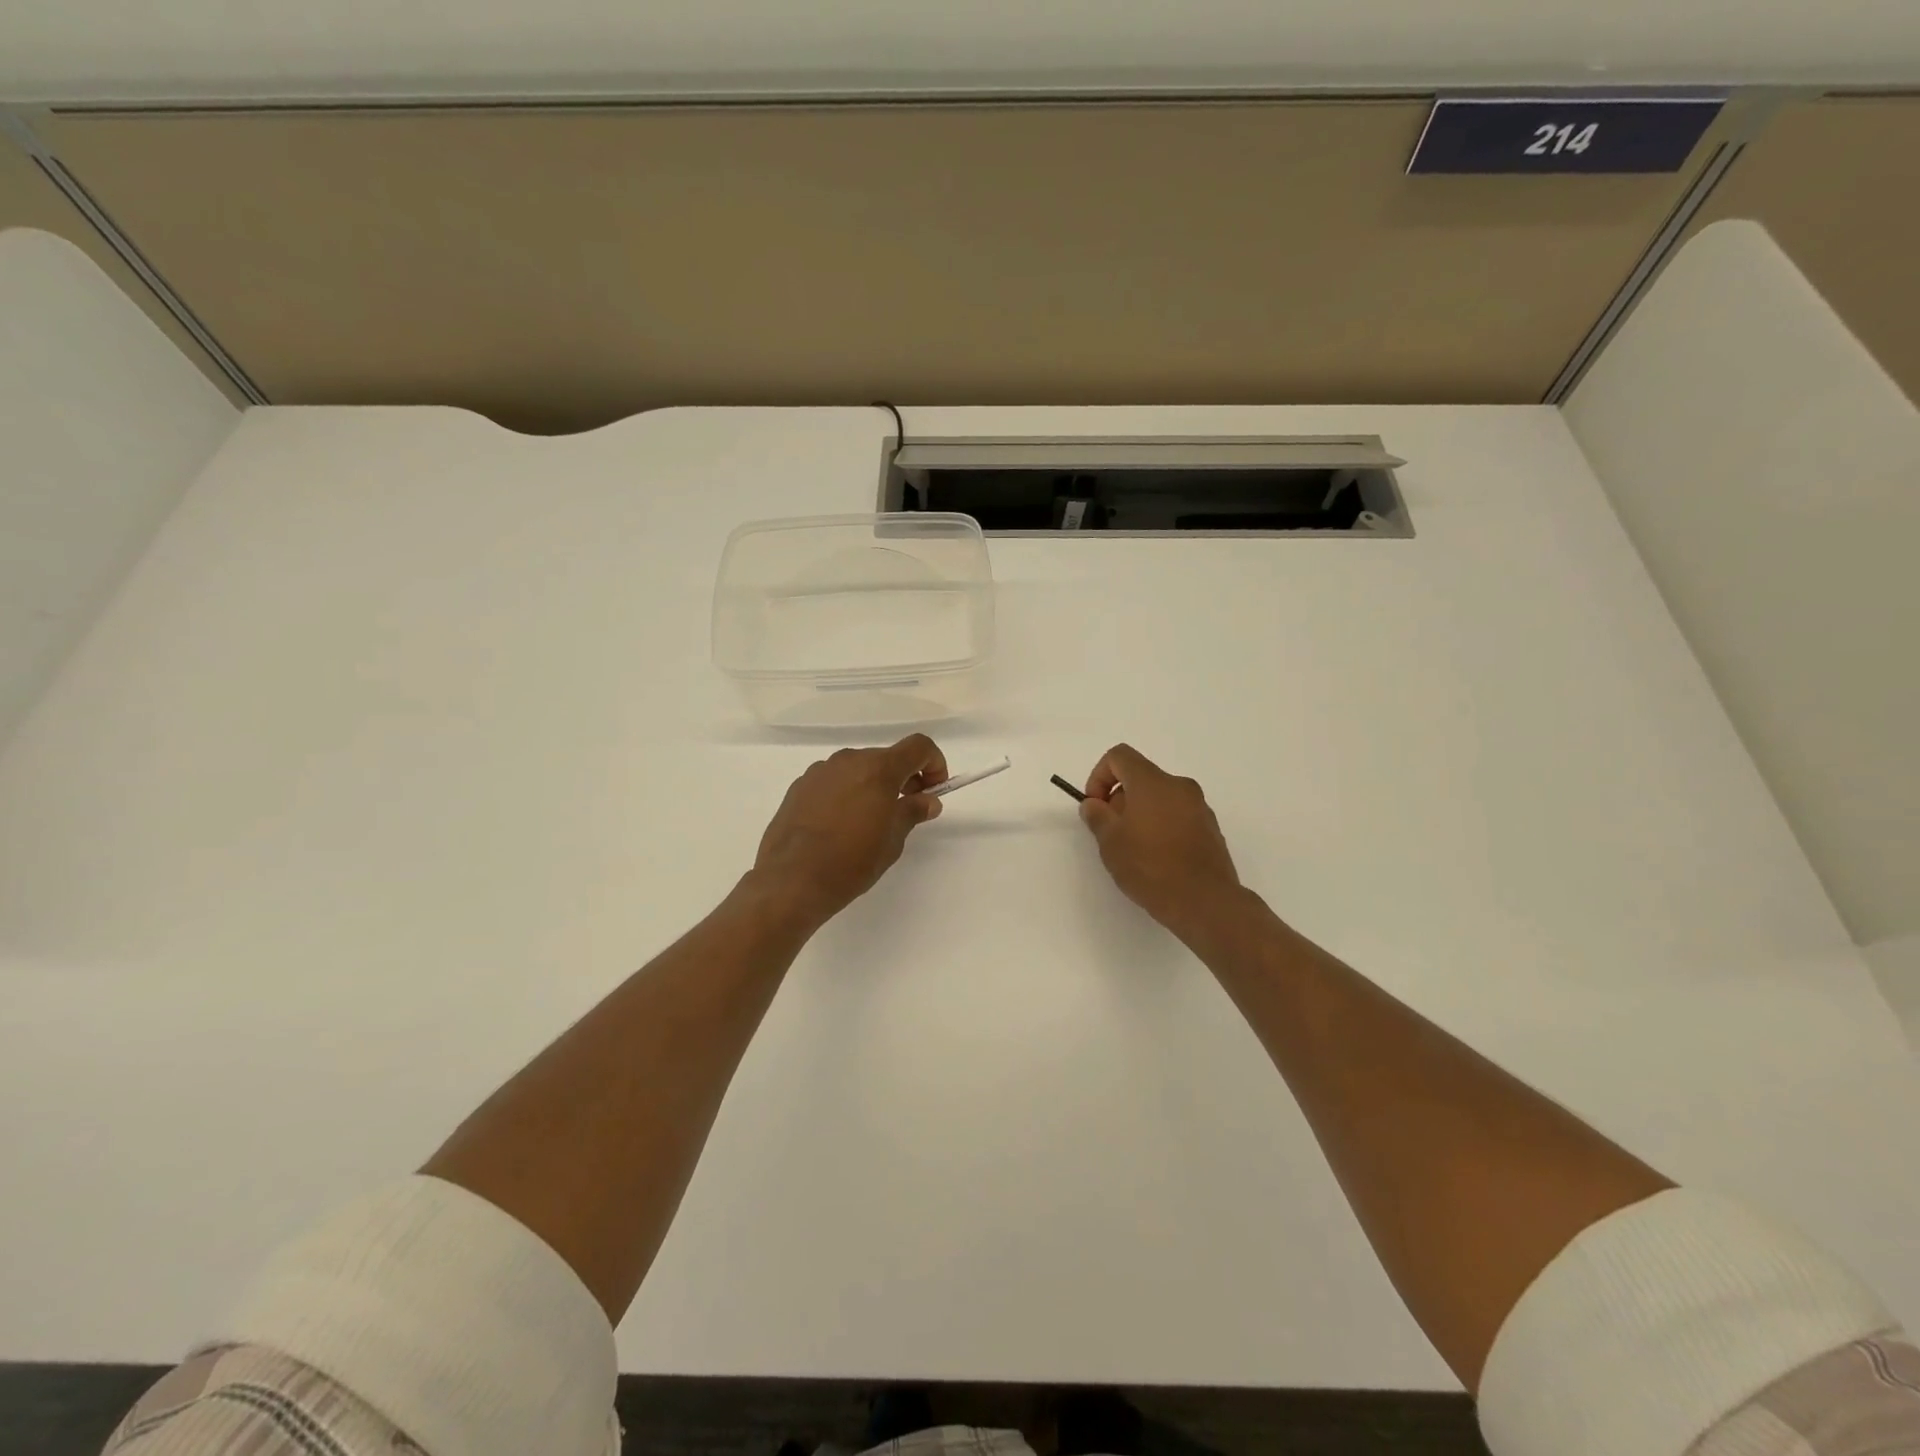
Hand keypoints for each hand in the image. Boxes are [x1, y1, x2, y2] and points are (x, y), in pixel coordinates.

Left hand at [752, 734, 947, 928]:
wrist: (791, 880)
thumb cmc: (851, 862)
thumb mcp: (892, 841)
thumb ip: (912, 812)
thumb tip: (928, 800)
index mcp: (878, 769)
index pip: (918, 746)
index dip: (935, 763)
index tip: (933, 791)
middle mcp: (849, 760)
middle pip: (887, 758)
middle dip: (903, 778)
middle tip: (906, 810)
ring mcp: (820, 771)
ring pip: (858, 768)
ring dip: (873, 785)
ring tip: (869, 822)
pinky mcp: (799, 786)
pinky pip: (834, 781)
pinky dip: (847, 793)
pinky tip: (840, 826)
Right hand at [1079, 744, 1243, 939]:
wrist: (1205, 901)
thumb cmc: (1151, 866)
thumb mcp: (1111, 842)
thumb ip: (1097, 816)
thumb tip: (1094, 803)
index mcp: (1152, 782)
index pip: (1119, 756)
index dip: (1099, 776)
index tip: (1096, 806)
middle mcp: (1178, 786)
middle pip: (1140, 777)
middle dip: (1119, 798)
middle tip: (1111, 832)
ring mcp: (1199, 806)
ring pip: (1159, 797)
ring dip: (1140, 813)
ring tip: (1133, 848)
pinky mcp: (1210, 827)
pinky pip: (1177, 814)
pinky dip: (1161, 824)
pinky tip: (1157, 857)